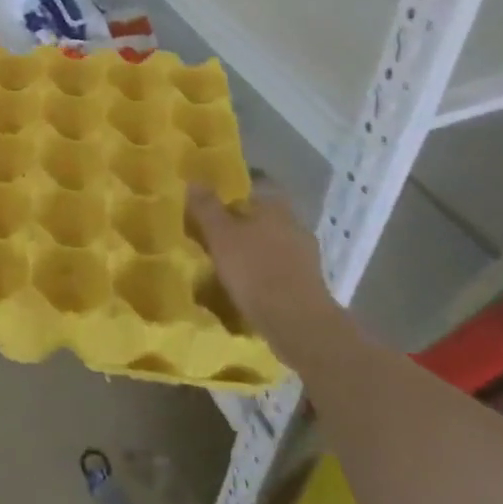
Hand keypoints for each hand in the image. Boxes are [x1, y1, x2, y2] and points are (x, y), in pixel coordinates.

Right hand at [188, 184, 342, 358]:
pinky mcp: (308, 282)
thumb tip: (194, 180)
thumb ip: (206, 207)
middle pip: (263, 215)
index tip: (212, 202)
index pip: (255, 185)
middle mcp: (294, 223)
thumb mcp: (220, 235)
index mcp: (276, 205)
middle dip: (241, 223)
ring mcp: (305, 254)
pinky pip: (279, 267)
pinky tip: (247, 285)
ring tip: (226, 263)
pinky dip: (263, 272)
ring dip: (252, 249)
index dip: (233, 191)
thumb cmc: (255, 269)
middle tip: (214, 233)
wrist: (297, 322)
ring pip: (271, 242)